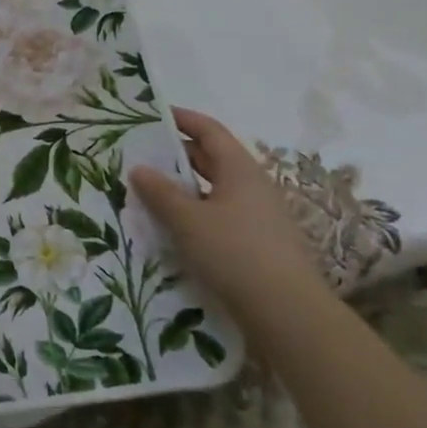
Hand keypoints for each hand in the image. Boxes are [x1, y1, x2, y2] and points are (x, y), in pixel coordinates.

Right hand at [128, 108, 324, 308]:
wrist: (288, 312)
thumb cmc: (235, 252)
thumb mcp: (188, 220)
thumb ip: (160, 192)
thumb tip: (138, 168)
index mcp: (240, 169)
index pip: (209, 130)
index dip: (182, 119)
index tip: (152, 115)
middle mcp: (253, 185)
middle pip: (212, 158)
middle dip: (177, 154)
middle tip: (141, 154)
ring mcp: (259, 215)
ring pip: (215, 189)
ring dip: (184, 186)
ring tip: (150, 191)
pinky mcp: (258, 242)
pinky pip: (220, 213)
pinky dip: (196, 211)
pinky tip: (174, 226)